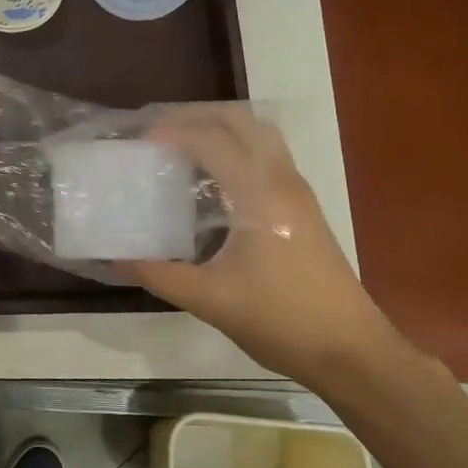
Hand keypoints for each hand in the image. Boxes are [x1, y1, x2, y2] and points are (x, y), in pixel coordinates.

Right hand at [131, 108, 402, 377]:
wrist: (351, 351)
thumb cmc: (281, 320)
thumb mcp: (210, 300)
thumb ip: (159, 274)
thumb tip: (116, 259)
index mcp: (259, 195)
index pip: (211, 140)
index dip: (172, 132)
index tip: (138, 142)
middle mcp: (282, 181)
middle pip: (240, 121)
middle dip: (196, 116)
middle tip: (158, 131)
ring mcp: (297, 192)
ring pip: (258, 135)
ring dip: (218, 129)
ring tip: (180, 147)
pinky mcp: (302, 208)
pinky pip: (266, 156)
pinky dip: (234, 149)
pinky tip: (209, 180)